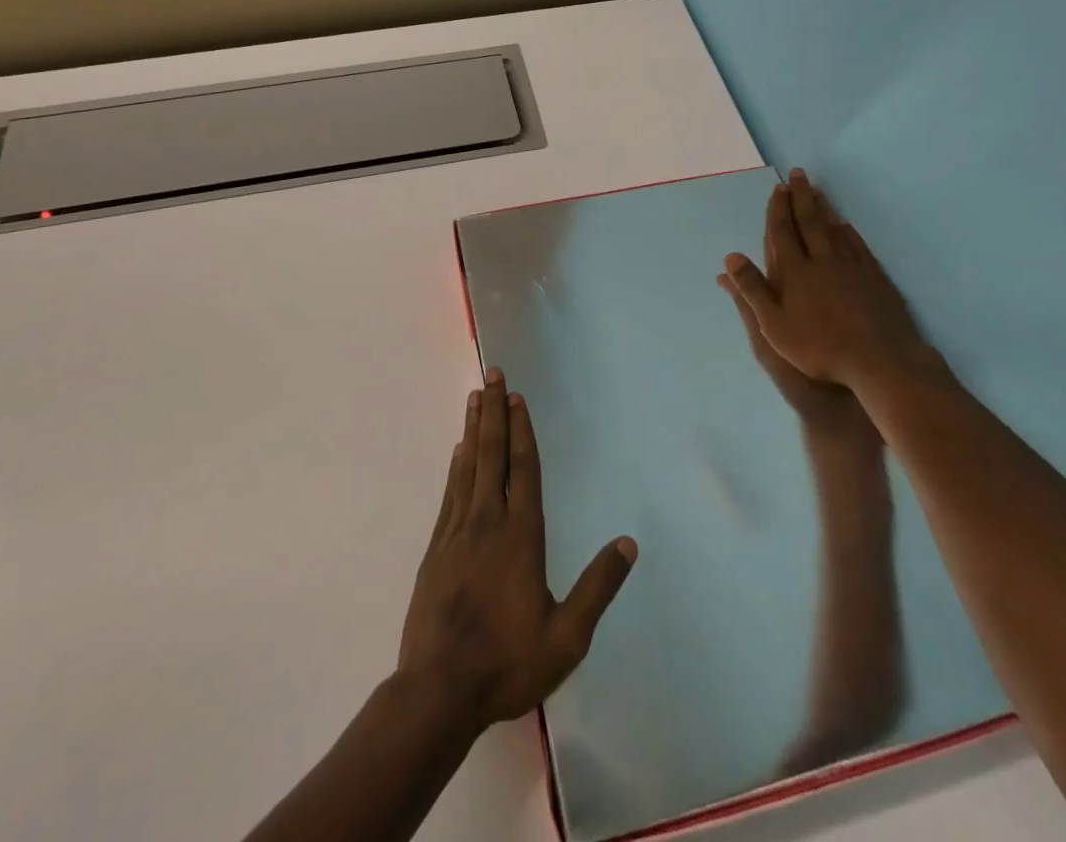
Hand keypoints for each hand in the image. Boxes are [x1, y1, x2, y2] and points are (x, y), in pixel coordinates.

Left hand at [398, 369, 636, 731]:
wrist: (438, 690)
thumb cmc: (507, 663)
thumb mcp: (567, 636)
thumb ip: (598, 587)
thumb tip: (628, 543)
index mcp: (521, 536)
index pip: (524, 469)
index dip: (522, 430)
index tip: (518, 398)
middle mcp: (488, 521)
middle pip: (493, 454)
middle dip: (494, 412)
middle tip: (493, 376)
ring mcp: (458, 531)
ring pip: (469, 466)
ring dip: (474, 428)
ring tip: (475, 397)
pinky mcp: (437, 547)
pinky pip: (451, 492)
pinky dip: (457, 465)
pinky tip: (459, 451)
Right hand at [722, 170, 948, 415]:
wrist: (880, 361)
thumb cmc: (820, 348)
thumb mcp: (773, 327)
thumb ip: (752, 290)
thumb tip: (731, 258)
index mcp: (796, 272)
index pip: (783, 232)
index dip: (778, 209)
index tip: (778, 188)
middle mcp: (823, 260)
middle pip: (810, 222)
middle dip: (802, 197)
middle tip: (799, 174)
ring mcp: (852, 267)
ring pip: (834, 229)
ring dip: (824, 208)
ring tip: (818, 191)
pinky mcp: (875, 278)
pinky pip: (857, 245)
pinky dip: (848, 231)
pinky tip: (846, 226)